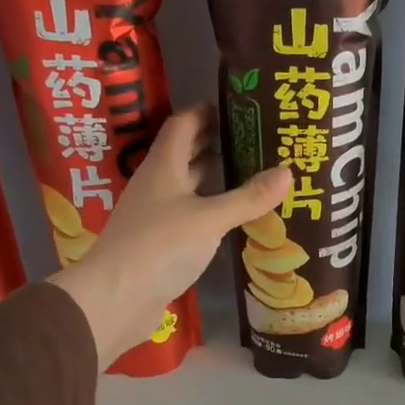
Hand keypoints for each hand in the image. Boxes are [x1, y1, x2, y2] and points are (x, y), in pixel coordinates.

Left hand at [51, 104, 290, 367]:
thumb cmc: (160, 246)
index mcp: (164, 167)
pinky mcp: (159, 241)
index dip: (206, 111)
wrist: (116, 297)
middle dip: (215, 142)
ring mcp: (155, 214)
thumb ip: (249, 197)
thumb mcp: (210, 219)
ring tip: (251, 172)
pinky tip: (232, 216)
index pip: (183, 124)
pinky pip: (189, 214)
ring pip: (187, 185)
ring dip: (213, 176)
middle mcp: (157, 184)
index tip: (237, 107)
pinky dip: (210, 208)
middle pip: (185, 153)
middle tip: (254, 138)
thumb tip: (288, 171)